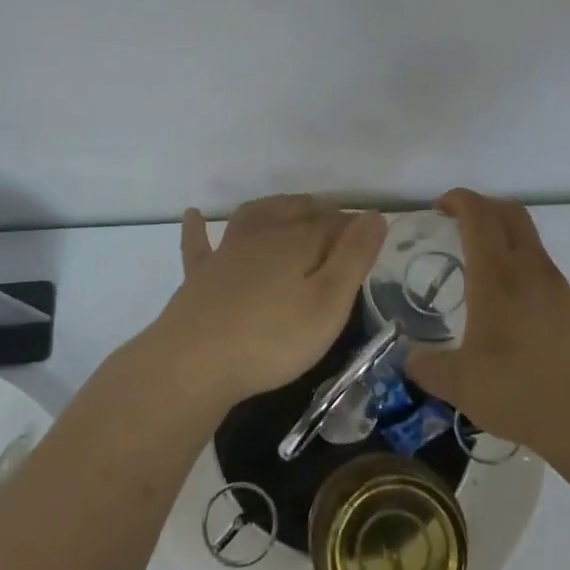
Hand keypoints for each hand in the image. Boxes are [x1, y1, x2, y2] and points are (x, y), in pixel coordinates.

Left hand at [148, 195, 387, 406]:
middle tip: (338, 222)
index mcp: (298, 242)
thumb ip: (354, 257)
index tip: (372, 238)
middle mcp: (263, 236)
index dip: (355, 227)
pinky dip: (198, 228)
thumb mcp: (328, 303)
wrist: (194, 363)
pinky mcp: (199, 276)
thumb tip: (375, 215)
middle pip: (296, 213)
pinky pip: (199, 244)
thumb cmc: (272, 338)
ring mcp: (226, 253)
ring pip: (254, 216)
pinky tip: (194, 214)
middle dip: (321, 212)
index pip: (335, 223)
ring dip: (276, 207)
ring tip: (291, 207)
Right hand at [404, 189, 569, 446]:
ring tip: (479, 269)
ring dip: (504, 237)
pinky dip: (520, 267)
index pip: (479, 215)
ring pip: (530, 240)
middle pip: (511, 213)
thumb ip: (427, 367)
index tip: (439, 207)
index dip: (459, 200)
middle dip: (483, 206)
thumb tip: (409, 360)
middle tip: (458, 224)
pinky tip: (508, 306)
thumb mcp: (459, 384)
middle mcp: (530, 269)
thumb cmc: (518, 390)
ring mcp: (558, 286)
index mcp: (497, 276)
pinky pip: (542, 269)